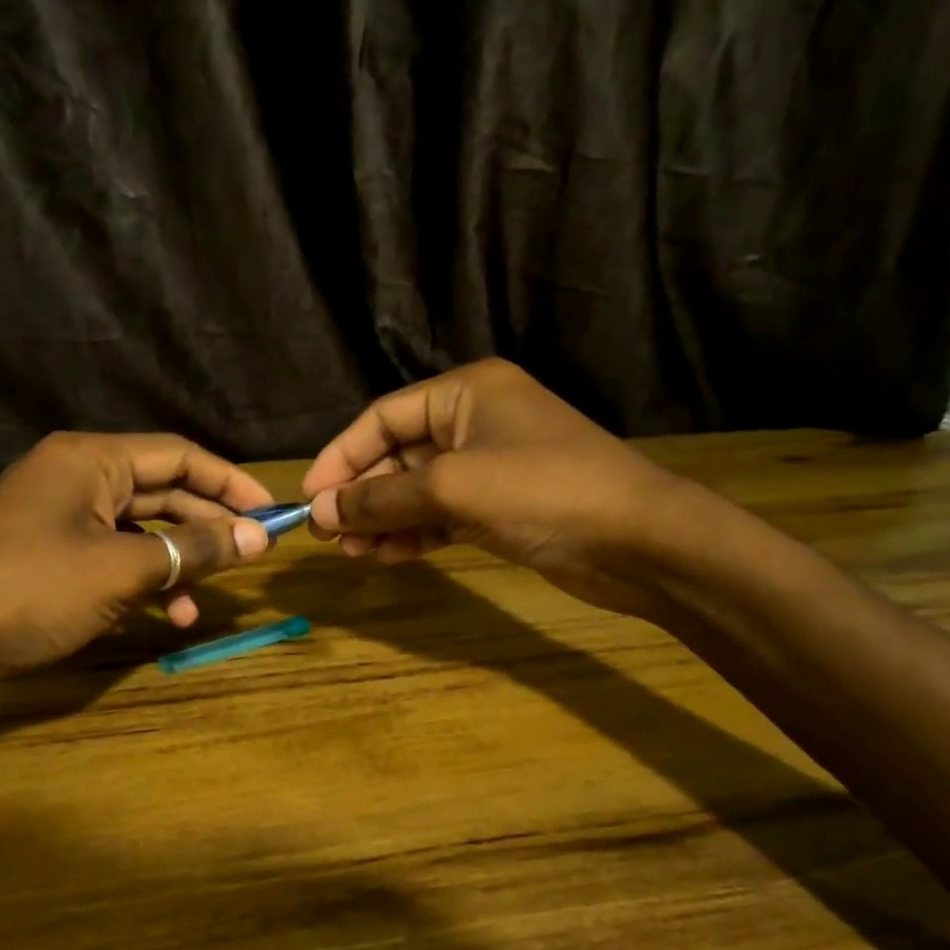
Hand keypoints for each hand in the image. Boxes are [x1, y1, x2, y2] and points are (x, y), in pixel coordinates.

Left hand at [0, 432, 274, 674]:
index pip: (181, 455)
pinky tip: (164, 616)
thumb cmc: (29, 588)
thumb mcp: (121, 569)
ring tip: (205, 601)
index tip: (271, 514)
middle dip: (209, 526)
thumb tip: (257, 538)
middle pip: (164, 490)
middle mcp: (79, 476)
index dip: (231, 483)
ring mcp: (62, 515)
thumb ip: (193, 550)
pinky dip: (143, 581)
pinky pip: (114, 556)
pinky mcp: (51, 552)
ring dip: (178, 563)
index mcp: (93, 459)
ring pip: (142, 530)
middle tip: (254, 555)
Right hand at [301, 360, 694, 618]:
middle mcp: (474, 421)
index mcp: (465, 391)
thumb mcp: (452, 487)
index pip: (383, 417)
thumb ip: (381, 498)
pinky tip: (389, 557)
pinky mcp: (501, 507)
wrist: (638, 541)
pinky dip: (415, 534)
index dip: (341, 456)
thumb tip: (320, 513)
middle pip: (397, 455)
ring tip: (354, 555)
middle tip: (330, 537)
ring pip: (418, 490)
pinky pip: (442, 515)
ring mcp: (490, 466)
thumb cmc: (543, 490)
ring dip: (384, 520)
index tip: (310, 499)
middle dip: (362, 495)